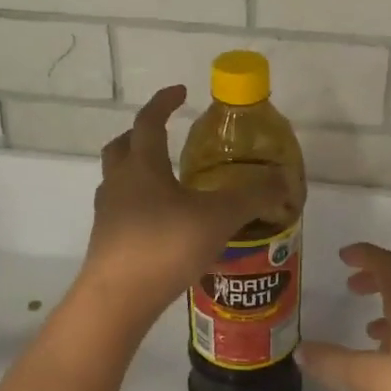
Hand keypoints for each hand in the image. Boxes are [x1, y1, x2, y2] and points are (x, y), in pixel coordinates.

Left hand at [79, 86, 290, 320]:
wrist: (117, 299)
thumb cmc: (165, 245)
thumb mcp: (219, 217)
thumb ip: (253, 196)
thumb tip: (284, 180)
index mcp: (143, 166)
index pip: (149, 121)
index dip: (164, 102)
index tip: (180, 92)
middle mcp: (119, 182)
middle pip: (122, 147)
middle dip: (141, 135)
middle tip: (165, 136)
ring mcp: (108, 213)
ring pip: (118, 179)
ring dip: (138, 171)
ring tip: (168, 182)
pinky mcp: (106, 242)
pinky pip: (122, 210)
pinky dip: (139, 205)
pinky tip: (163, 223)